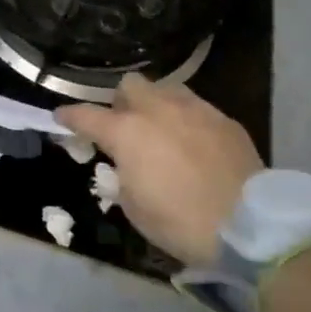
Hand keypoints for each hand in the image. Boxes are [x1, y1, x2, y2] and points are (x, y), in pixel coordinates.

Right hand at [54, 74, 262, 267]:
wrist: (249, 226)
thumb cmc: (180, 222)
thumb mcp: (133, 207)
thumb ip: (123, 176)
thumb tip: (128, 167)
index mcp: (127, 132)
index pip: (86, 115)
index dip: (70, 116)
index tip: (61, 117)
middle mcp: (158, 110)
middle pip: (130, 85)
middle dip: (122, 101)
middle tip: (125, 126)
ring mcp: (195, 111)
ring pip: (167, 89)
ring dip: (157, 104)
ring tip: (162, 129)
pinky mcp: (226, 121)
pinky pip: (198, 109)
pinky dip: (188, 121)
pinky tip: (195, 143)